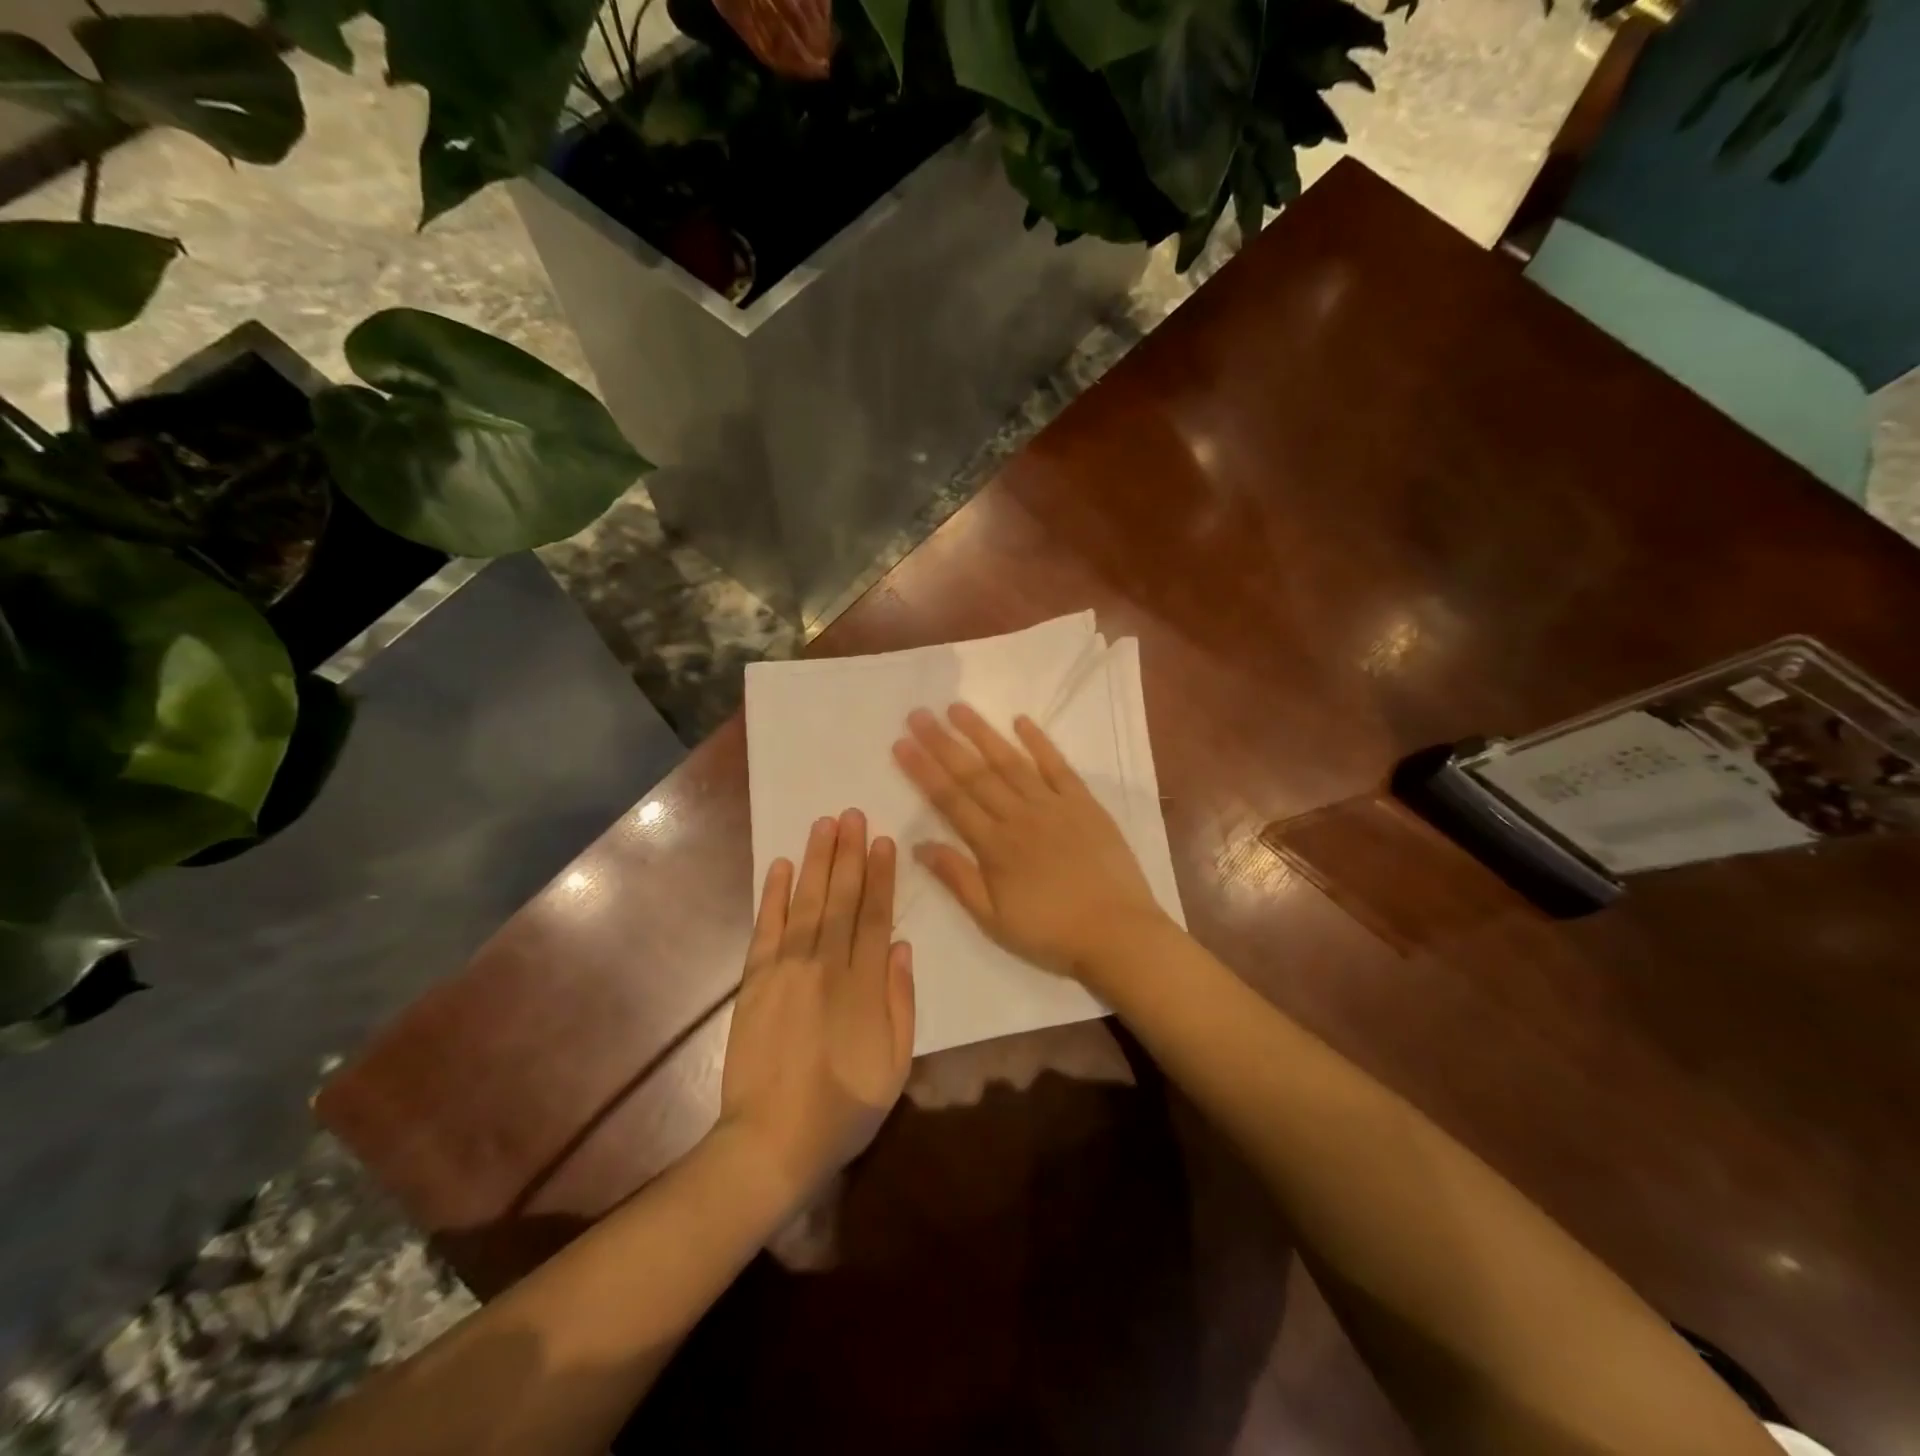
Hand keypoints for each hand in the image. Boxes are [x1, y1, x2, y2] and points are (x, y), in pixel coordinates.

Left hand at [718, 810, 915, 1207]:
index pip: (876, 916)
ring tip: (825, 824)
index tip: (884, 841)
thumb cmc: (842, 1110)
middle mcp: (826, 966)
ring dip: (817, 861)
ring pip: (807, 903)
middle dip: (849, 853)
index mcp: (864, 986)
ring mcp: (787, 970)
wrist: (770, 1143)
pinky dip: (775, 896)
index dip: (881, 876)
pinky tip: (783, 866)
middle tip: (853, 814)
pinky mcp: (755, 981)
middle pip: (842, 899)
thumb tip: (902, 948)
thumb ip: (900, 1002)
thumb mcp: (894, 1066)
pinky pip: (767, 928)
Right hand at [892, 704, 1169, 987]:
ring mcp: (1053, 805)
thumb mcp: (993, 920)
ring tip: (957, 708)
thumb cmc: (1050, 932)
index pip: (950, 800)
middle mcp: (1019, 816)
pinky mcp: (1084, 803)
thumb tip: (919, 845)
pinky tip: (1020, 720)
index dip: (923, 770)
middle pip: (974, 774)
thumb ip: (957, 878)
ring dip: (982, 733)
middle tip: (918, 714)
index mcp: (994, 846)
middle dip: (943, 743)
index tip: (901, 743)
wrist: (1117, 933)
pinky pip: (1058, 765)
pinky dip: (1039, 741)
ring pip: (1011, 761)